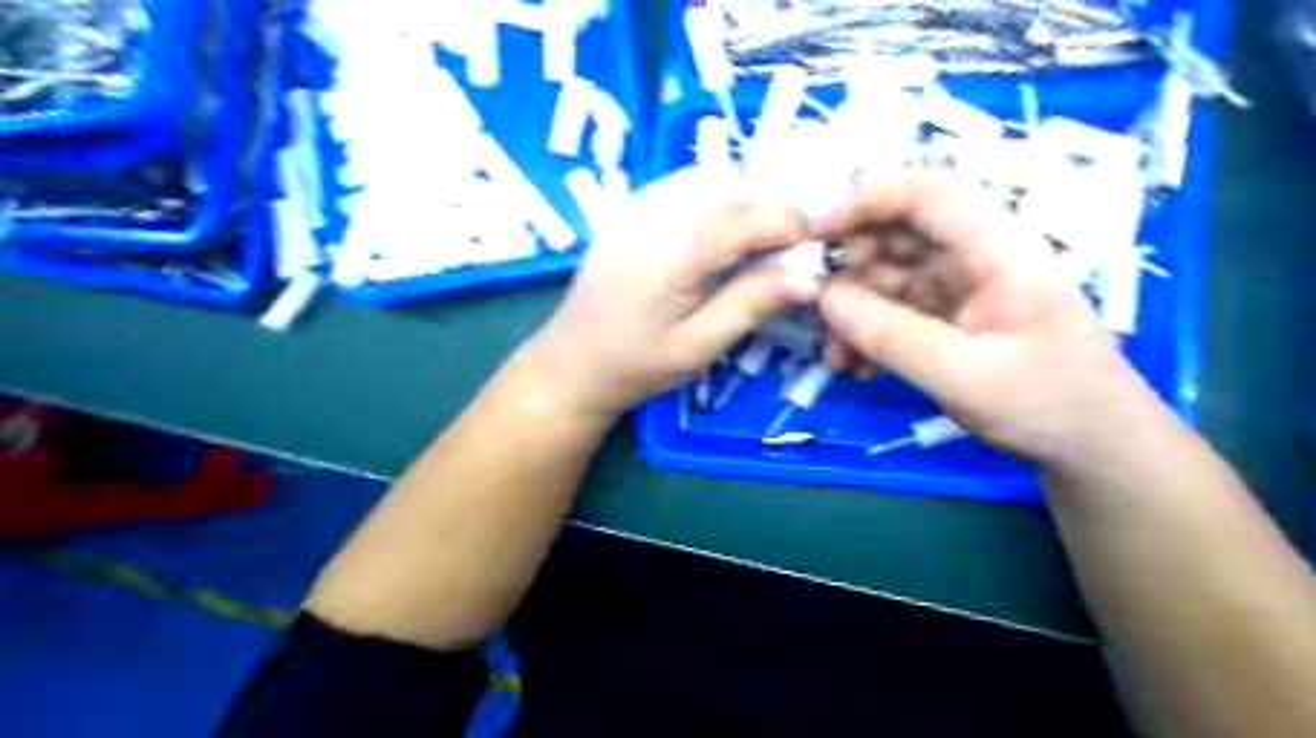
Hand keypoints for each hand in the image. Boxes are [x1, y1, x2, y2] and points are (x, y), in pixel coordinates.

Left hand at [528, 168, 820, 420]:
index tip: (816, 242)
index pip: (741, 217)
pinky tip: (727, 223)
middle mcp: (651, 218)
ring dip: (746, 194)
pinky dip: (718, 192)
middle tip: (794, 241)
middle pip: (727, 185)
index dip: (787, 221)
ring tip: (765, 233)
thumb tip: (809, 276)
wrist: (572, 362)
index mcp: (670, 257)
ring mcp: (636, 208)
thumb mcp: (698, 347)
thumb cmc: (636, 365)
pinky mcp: (630, 209)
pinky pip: (684, 182)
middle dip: (771, 204)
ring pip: (707, 176)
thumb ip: (750, 304)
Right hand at [819, 170, 1164, 468]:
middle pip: (898, 232)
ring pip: (889, 273)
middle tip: (815, 310)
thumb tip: (824, 298)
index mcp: (999, 249)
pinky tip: (857, 367)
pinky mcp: (951, 313)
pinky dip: (869, 331)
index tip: (814, 237)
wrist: (1094, 446)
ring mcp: (963, 285)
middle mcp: (978, 255)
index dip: (865, 200)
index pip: (927, 193)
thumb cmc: (1048, 406)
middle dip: (849, 267)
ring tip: (836, 357)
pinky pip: (895, 308)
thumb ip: (892, 336)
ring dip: (853, 309)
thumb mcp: (966, 377)